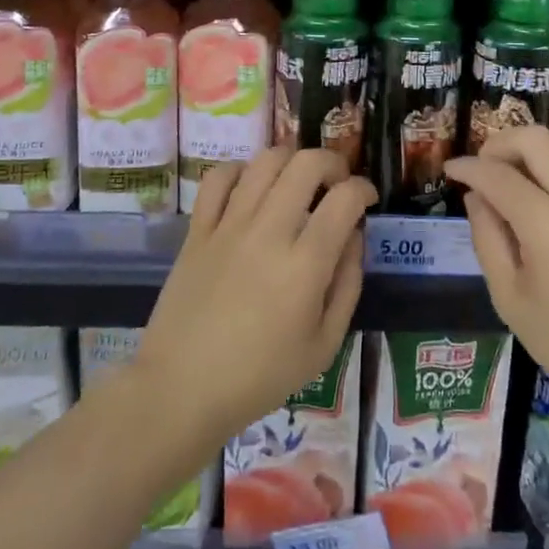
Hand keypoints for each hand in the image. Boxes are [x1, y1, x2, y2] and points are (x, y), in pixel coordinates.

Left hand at [136, 146, 375, 448]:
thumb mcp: (324, 346)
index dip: (364, 189)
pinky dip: (240, 170)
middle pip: (306, 164)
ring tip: (297, 181)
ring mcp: (229, 226)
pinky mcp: (198, 229)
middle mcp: (268, 232)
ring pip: (265, 161)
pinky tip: (251, 187)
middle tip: (336, 183)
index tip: (367, 199)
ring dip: (291, 160)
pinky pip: (218, 177)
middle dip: (332, 162)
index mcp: (305, 265)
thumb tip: (354, 236)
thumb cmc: (260, 376)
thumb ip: (348, 285)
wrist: (181, 389)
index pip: (344, 199)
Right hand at [446, 127, 548, 432]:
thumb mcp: (512, 302)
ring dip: (539, 146)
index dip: (467, 168)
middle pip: (536, 139)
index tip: (450, 170)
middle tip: (484, 167)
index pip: (497, 176)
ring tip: (522, 173)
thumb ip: (488, 240)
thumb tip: (477, 198)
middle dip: (500, 143)